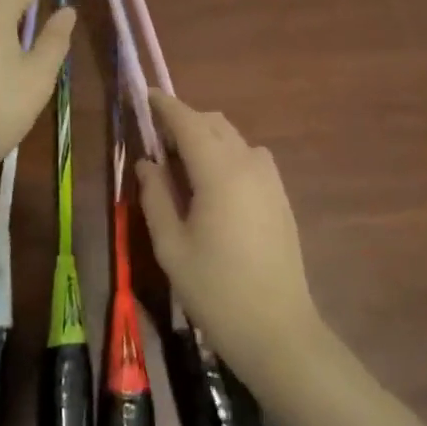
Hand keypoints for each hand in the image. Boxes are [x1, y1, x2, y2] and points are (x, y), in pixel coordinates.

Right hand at [134, 92, 328, 394]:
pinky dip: (227, 153)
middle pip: (213, 123)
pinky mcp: (281, 196)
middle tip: (156, 140)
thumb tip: (148, 163)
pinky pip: (250, 157)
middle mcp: (248, 164)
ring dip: (207, 136)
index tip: (145, 94)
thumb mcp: (171, 246)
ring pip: (234, 138)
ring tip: (183, 164)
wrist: (278, 331)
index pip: (188, 122)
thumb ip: (156, 197)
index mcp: (219, 171)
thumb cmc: (215, 290)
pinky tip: (213, 185)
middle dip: (184, 121)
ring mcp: (270, 179)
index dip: (165, 106)